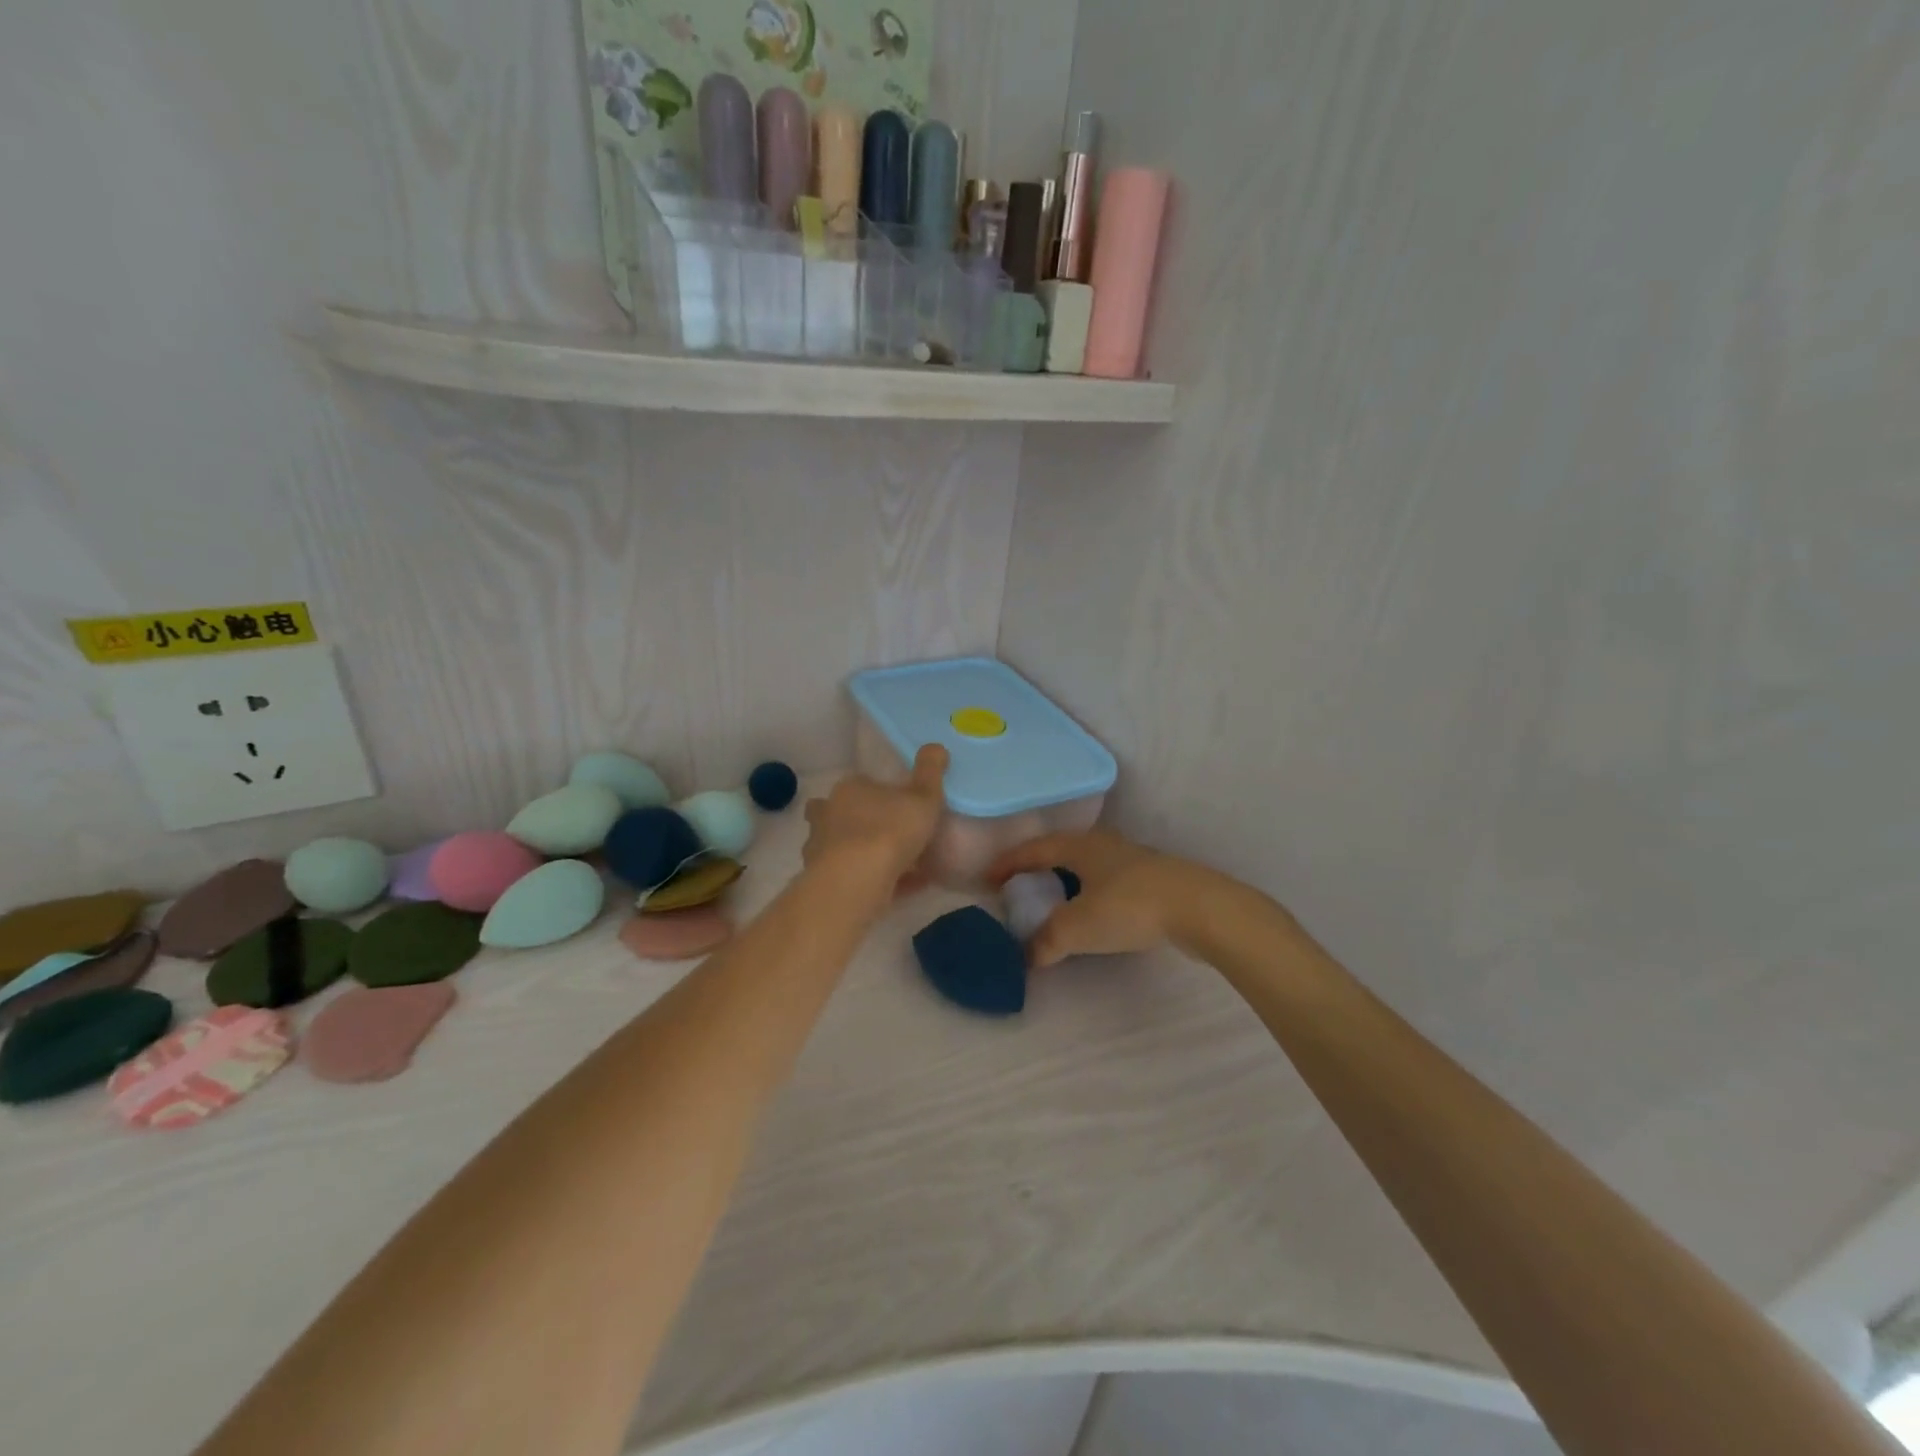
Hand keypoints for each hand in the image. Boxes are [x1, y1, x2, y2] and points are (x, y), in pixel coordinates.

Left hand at [802, 745, 949, 892]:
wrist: (856, 881)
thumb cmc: (890, 830)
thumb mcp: (923, 796)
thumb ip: (930, 772)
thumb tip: (936, 746)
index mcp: (850, 789)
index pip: (861, 784)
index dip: (879, 793)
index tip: (899, 805)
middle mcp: (828, 814)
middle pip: (841, 813)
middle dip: (860, 821)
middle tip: (890, 834)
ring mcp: (821, 848)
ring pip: (842, 847)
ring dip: (863, 853)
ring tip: (896, 866)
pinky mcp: (824, 880)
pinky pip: (853, 877)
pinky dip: (874, 881)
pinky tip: (902, 889)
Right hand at [987, 830, 1224, 967]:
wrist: (1200, 908)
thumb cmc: (1129, 907)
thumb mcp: (1078, 927)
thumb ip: (1046, 940)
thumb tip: (1026, 956)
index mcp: (1079, 845)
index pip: (1032, 850)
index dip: (1007, 864)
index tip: (988, 880)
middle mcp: (1103, 844)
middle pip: (1060, 851)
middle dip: (1037, 869)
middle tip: (1020, 889)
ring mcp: (1132, 859)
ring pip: (1087, 866)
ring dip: (1066, 882)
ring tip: (1054, 902)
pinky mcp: (1153, 879)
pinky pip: (1108, 881)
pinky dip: (1090, 894)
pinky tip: (1095, 913)